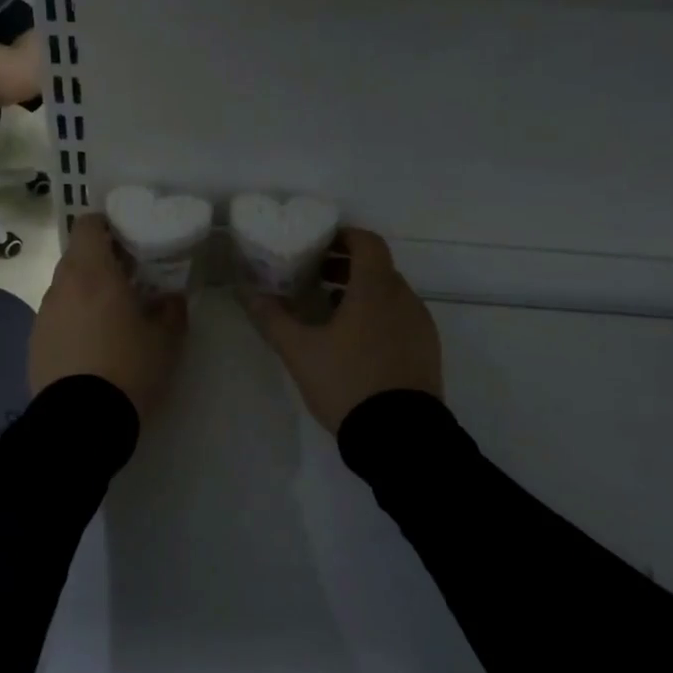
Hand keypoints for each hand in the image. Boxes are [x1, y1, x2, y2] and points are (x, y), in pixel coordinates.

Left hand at [30, 215, 187, 422]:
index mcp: (92, 274)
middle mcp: (61, 287)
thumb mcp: (166, 341)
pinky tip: (91, 350)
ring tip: (111, 321)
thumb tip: (171, 298)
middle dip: (101, 264)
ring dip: (86, 295)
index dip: (106, 226)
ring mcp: (43, 316)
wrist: (81, 423)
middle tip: (128, 283)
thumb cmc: (129, 370)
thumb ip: (172, 310)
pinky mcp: (34, 344)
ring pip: (65, 290)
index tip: (127, 241)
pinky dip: (72, 323)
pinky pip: (56, 320)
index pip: (87, 225)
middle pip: (77, 258)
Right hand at [244, 228, 443, 433]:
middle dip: (346, 266)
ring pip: (390, 294)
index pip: (367, 242)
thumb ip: (272, 317)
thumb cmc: (347, 382)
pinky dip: (377, 315)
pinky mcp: (426, 350)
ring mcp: (420, 325)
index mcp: (376, 289)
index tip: (319, 244)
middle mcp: (404, 299)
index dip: (344, 236)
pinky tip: (354, 342)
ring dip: (361, 292)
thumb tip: (245, 291)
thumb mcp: (299, 350)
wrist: (400, 436)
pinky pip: (400, 318)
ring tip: (329, 311)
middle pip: (377, 267)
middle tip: (314, 277)